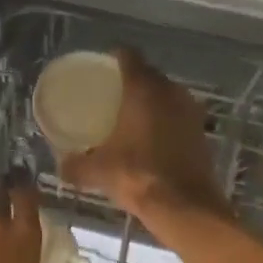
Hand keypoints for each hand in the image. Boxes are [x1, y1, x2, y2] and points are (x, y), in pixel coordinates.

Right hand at [59, 49, 226, 220]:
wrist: (185, 206)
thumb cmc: (138, 176)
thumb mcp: (99, 171)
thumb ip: (76, 165)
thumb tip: (61, 166)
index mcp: (143, 90)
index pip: (129, 56)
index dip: (115, 56)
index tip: (103, 66)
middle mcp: (170, 92)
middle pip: (149, 73)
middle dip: (133, 79)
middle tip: (112, 92)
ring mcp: (190, 110)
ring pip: (167, 94)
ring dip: (152, 100)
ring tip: (131, 114)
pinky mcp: (201, 131)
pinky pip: (178, 114)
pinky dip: (165, 119)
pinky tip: (152, 136)